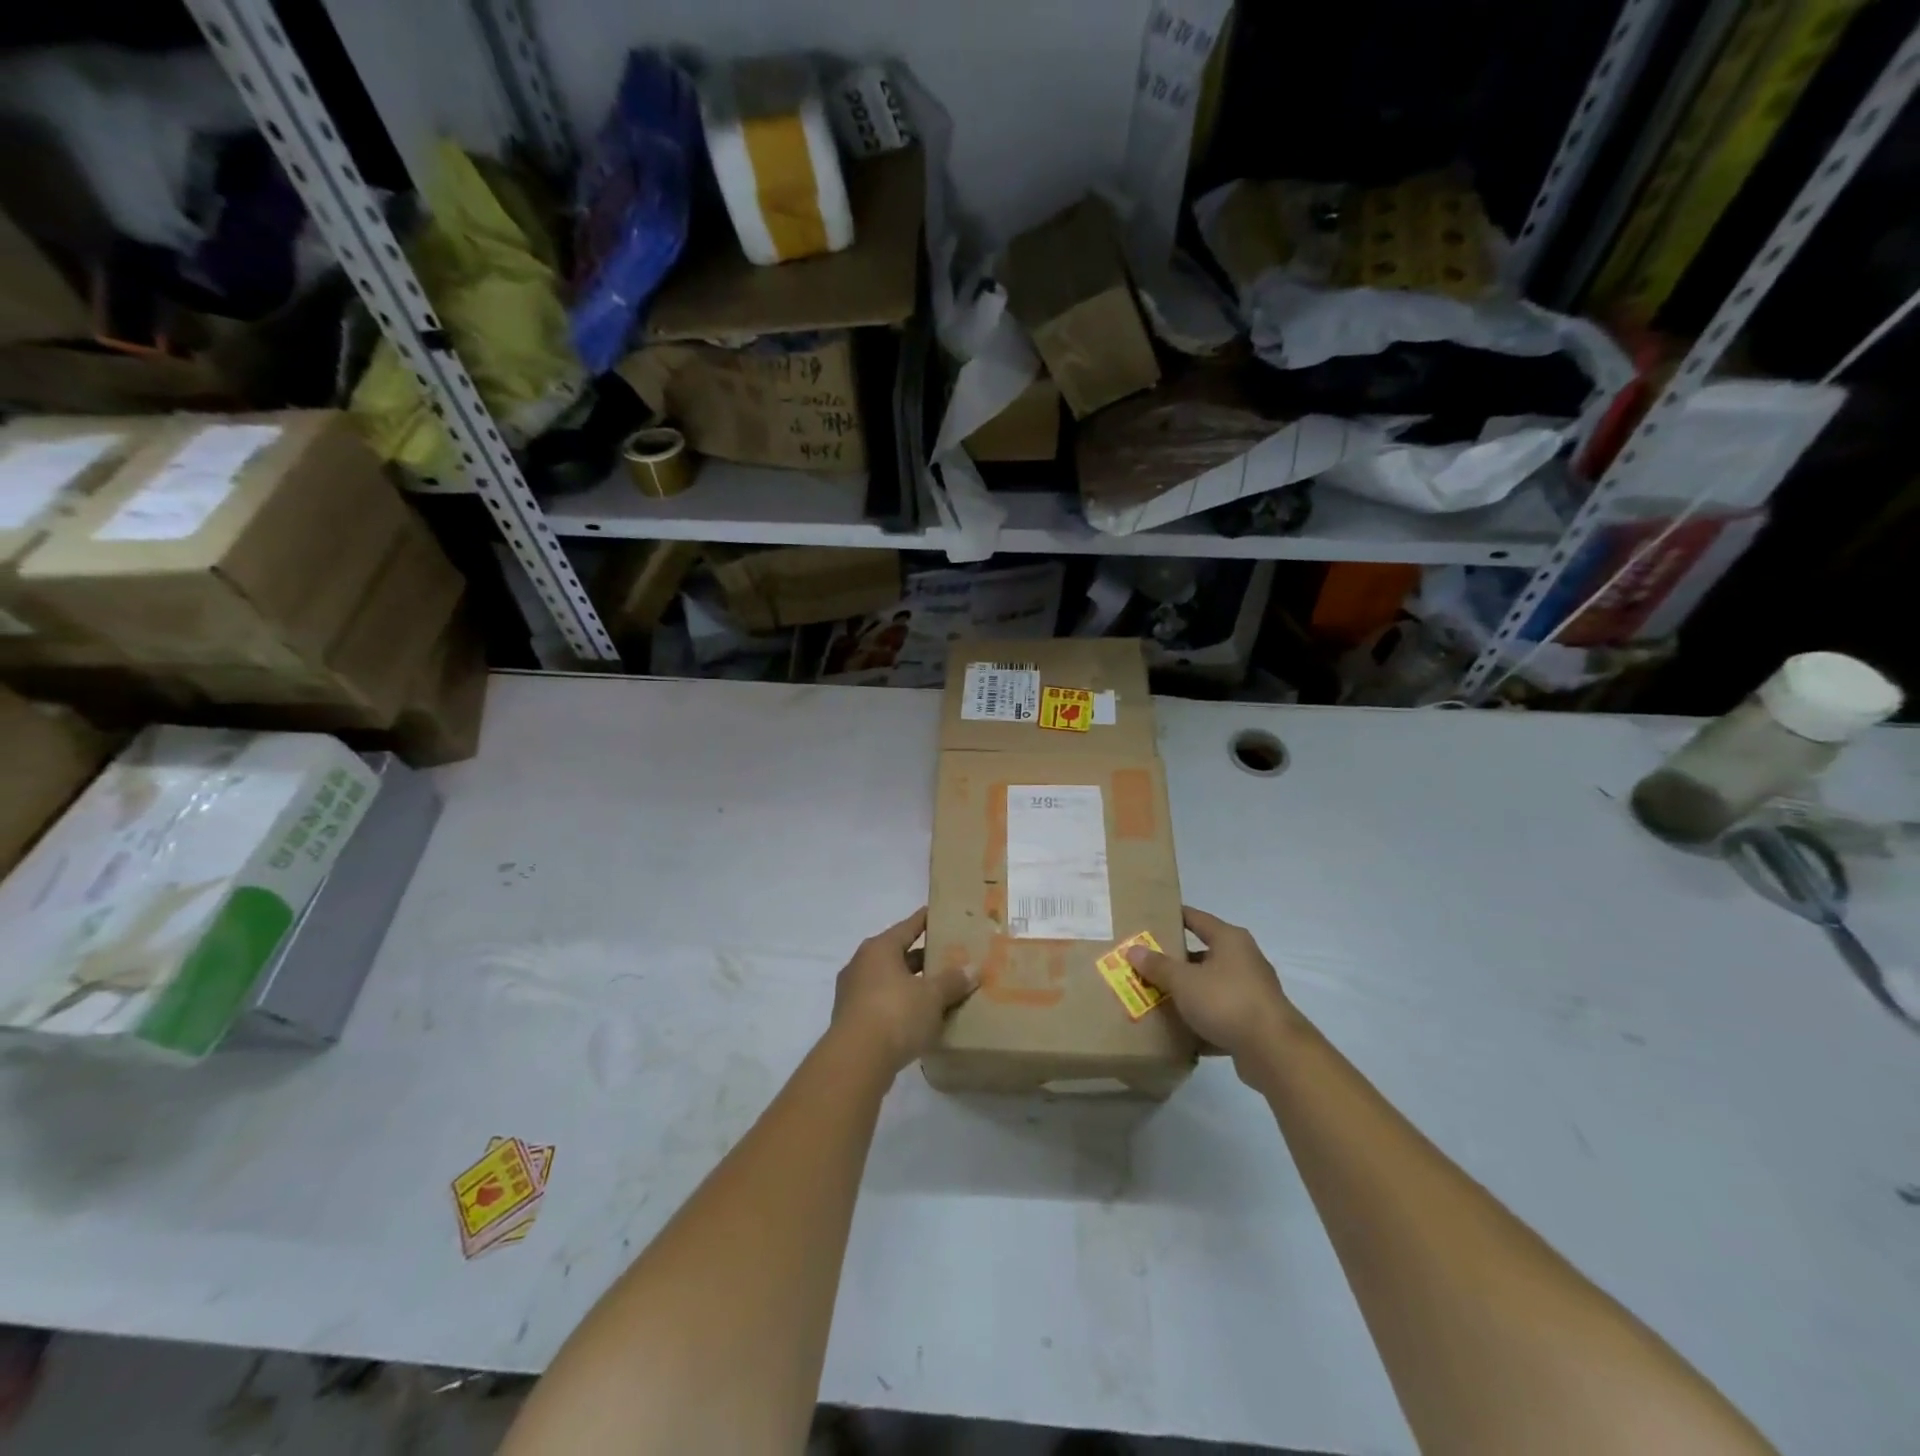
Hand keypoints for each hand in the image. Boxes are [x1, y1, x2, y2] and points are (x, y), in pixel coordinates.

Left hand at [831, 908, 977, 1076]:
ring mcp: (853, 993)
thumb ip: (952, 981)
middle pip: (898, 954)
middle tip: (949, 958)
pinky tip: (919, 1017)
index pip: (908, 927)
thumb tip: (973, 970)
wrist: (856, 1060)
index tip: (939, 914)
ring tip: (938, 989)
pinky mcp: (852, 1019)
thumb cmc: (896, 1013)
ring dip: (911, 984)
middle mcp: (862, 964)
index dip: (925, 920)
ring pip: (889, 980)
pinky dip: (900, 1005)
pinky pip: (882, 1003)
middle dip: (922, 957)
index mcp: (880, 948)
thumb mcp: (932, 996)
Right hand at [1127, 906, 1300, 1084]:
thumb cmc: (1227, 1002)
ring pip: (1210, 986)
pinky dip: (1200, 1019)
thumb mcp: (1184, 981)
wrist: (1274, 1052)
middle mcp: (1243, 959)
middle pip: (1202, 954)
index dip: (1173, 917)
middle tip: (1144, 964)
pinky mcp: (1252, 1021)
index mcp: (1229, 940)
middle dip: (1174, 961)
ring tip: (1155, 997)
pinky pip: (1219, 1014)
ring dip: (1187, 992)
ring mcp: (1250, 991)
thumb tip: (1133, 949)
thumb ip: (1158, 965)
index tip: (1149, 920)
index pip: (1196, 918)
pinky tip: (1178, 1030)